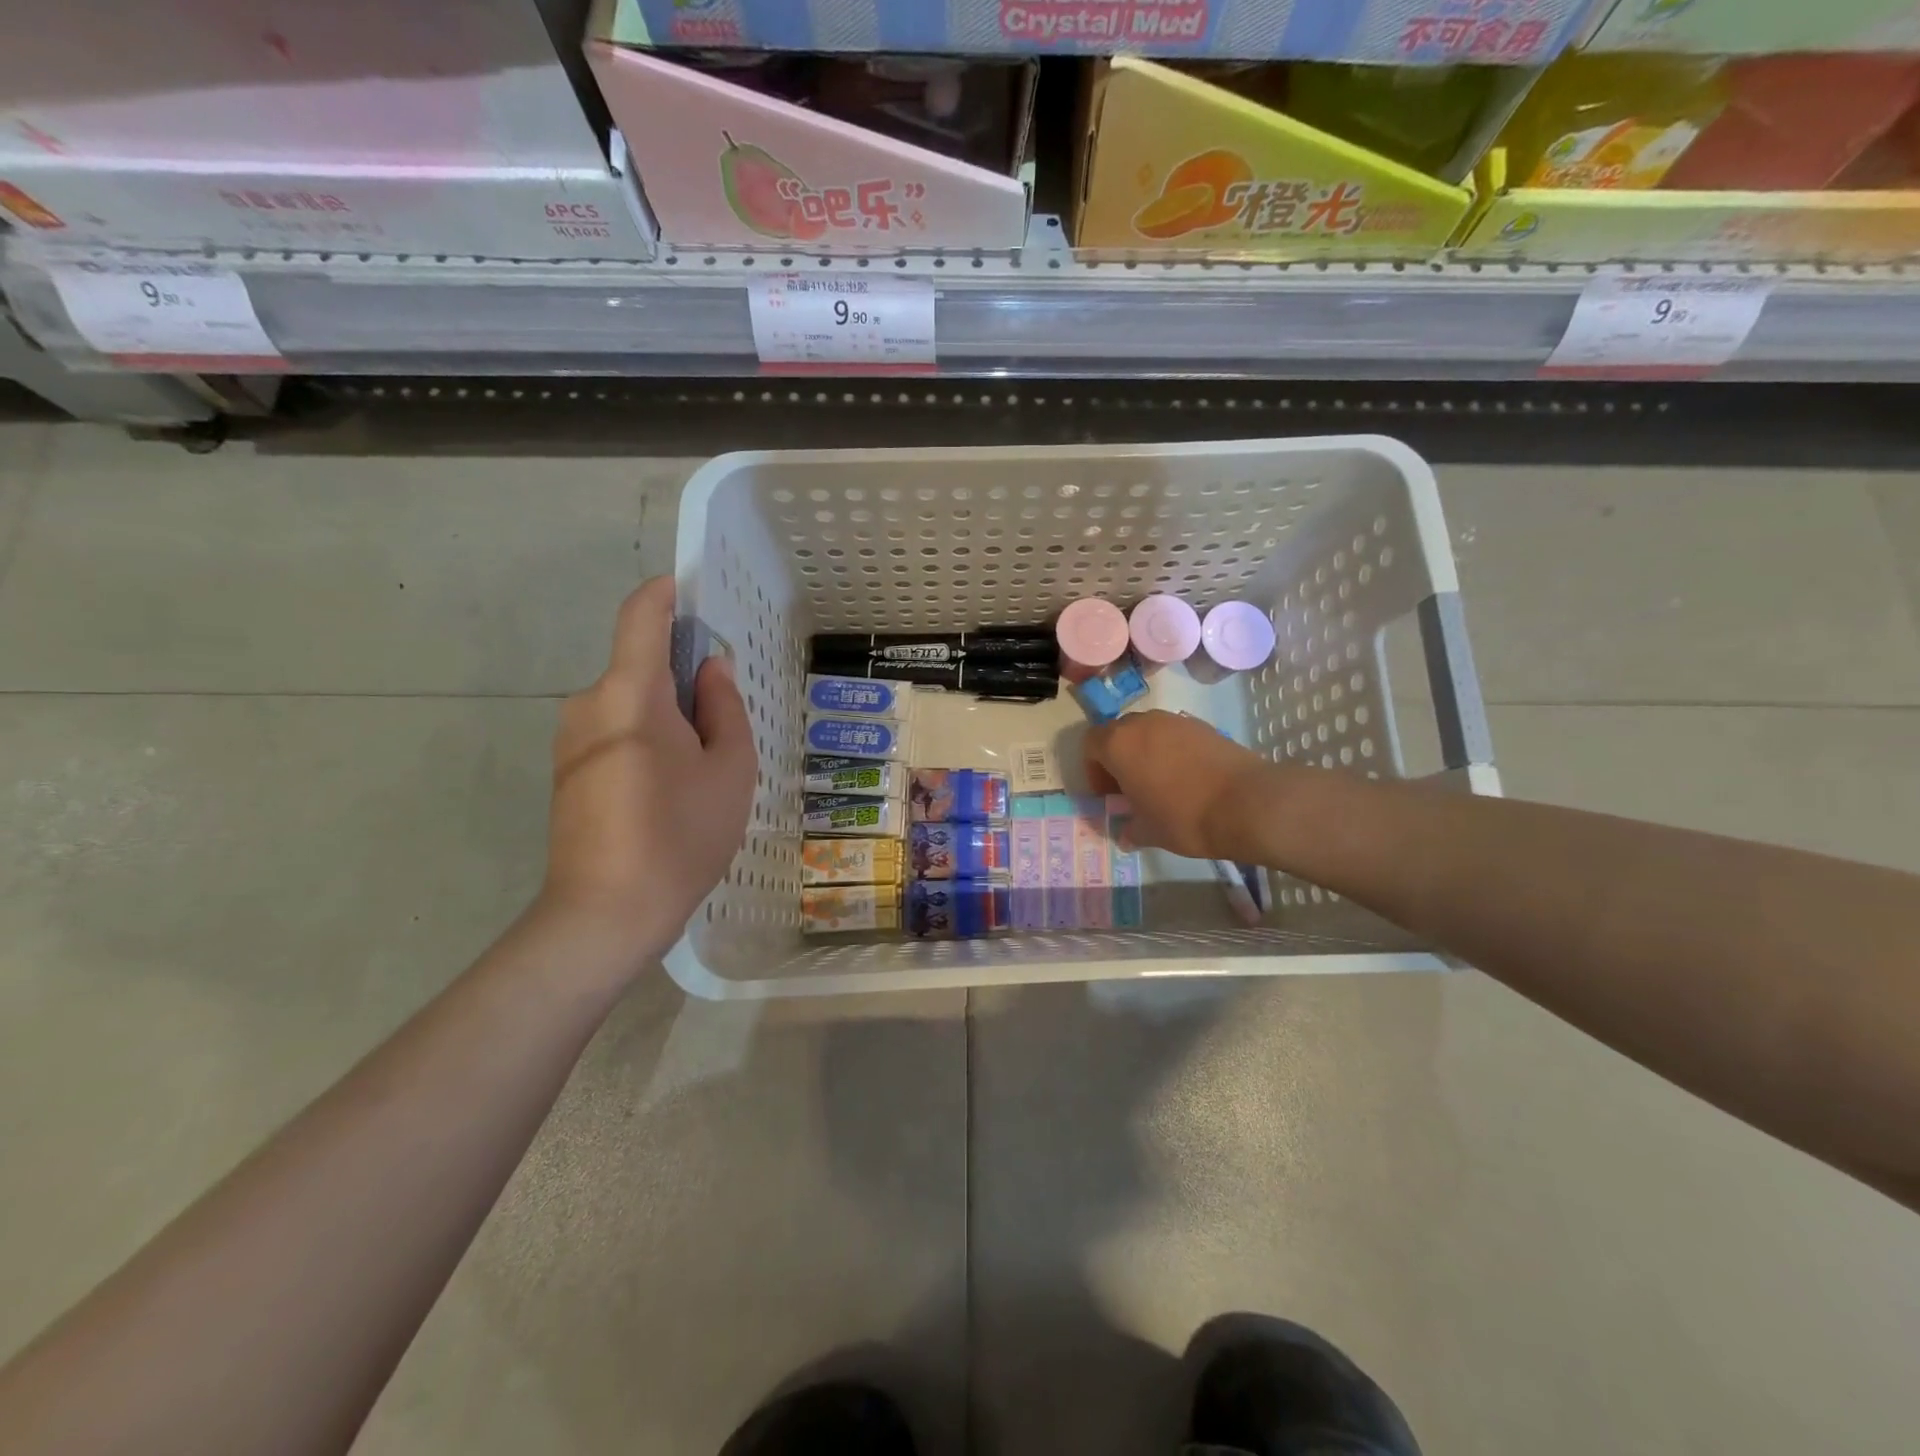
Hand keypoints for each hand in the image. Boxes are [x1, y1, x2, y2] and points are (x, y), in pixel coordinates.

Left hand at [540, 578, 756, 964]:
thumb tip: (709, 668)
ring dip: (668, 716)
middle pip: (640, 667)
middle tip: (725, 723)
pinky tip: (671, 791)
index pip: (641, 615)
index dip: (667, 594)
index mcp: (630, 694)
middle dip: (683, 679)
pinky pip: (615, 733)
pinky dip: (647, 740)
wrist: (605, 915)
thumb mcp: (729, 769)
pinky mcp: (567, 772)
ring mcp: (571, 740)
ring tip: (703, 769)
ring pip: (630, 704)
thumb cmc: (681, 835)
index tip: (696, 595)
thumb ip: (724, 707)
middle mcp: (589, 704)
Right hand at [1083, 710, 1275, 861]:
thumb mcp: (1149, 832)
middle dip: (1119, 758)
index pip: (1090, 744)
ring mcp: (1176, 721)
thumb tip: (1126, 834)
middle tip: (1130, 788)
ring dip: (1146, 752)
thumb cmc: (1183, 817)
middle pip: (1119, 733)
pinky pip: (1175, 735)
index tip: (1108, 794)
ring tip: (1160, 783)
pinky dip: (1173, 751)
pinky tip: (1188, 779)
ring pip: (1149, 732)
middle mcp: (1143, 723)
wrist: (1247, 803)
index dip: (1093, 769)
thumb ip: (1130, 828)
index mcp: (1119, 744)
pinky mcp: (1204, 725)